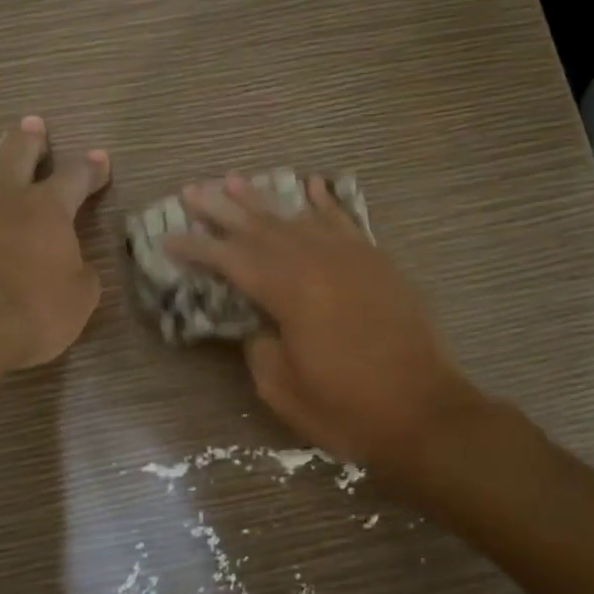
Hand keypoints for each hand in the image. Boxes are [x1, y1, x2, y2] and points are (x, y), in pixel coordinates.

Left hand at [0, 116, 110, 370]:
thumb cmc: (31, 310)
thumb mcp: (77, 299)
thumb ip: (79, 274)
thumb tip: (72, 266)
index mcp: (47, 208)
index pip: (74, 177)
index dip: (90, 168)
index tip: (100, 157)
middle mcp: (4, 200)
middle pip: (17, 156)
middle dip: (29, 140)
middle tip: (32, 124)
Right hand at [163, 175, 486, 477]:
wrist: (425, 413)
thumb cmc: (346, 408)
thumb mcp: (281, 387)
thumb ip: (258, 346)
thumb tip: (257, 323)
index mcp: (288, 291)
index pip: (230, 260)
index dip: (196, 248)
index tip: (168, 236)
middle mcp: (316, 261)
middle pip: (259, 228)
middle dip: (222, 210)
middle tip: (193, 190)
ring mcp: (351, 257)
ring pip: (298, 218)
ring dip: (264, 199)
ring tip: (236, 180)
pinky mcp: (377, 263)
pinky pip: (344, 222)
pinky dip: (325, 203)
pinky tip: (311, 186)